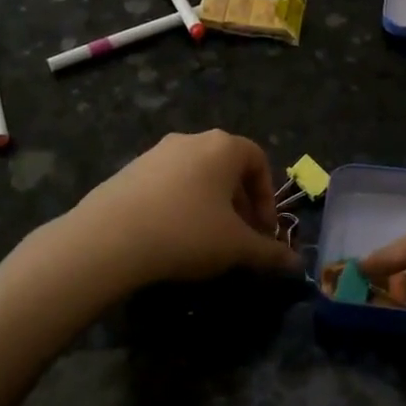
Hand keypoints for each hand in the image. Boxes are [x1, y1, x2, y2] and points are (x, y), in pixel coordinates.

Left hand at [60, 130, 300, 289]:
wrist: (108, 239)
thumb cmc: (186, 233)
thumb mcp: (236, 247)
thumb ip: (269, 253)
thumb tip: (297, 266)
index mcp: (223, 147)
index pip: (258, 160)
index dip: (266, 197)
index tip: (263, 231)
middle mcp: (191, 140)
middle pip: (227, 167)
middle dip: (239, 203)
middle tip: (239, 239)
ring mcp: (156, 153)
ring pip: (196, 176)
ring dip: (210, 205)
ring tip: (206, 241)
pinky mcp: (129, 171)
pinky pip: (167, 184)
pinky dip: (179, 205)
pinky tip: (171, 237)